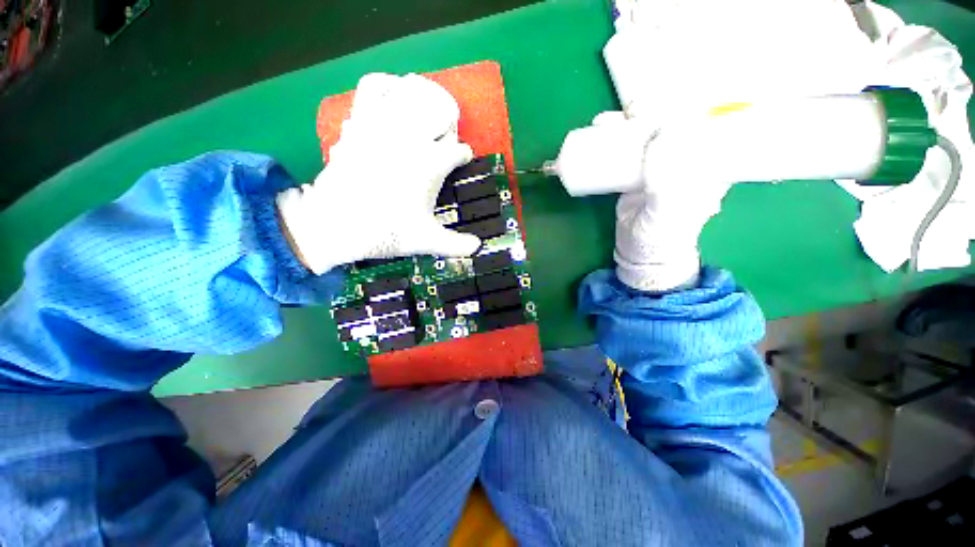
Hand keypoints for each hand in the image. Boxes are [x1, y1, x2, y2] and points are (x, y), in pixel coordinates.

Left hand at [277, 74, 480, 274]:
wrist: (336, 224)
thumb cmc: (387, 231)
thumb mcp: (427, 241)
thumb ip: (456, 245)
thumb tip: (477, 247)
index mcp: (431, 163)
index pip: (458, 151)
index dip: (463, 157)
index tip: (462, 161)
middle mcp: (410, 137)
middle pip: (439, 115)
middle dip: (447, 127)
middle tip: (444, 141)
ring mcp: (382, 125)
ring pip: (408, 93)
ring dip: (420, 99)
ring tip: (422, 112)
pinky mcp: (358, 123)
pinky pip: (373, 89)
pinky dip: (385, 85)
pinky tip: (391, 96)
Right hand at [596, 111, 731, 291]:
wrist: (640, 251)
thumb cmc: (661, 235)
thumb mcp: (668, 211)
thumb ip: (668, 180)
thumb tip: (662, 134)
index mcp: (706, 164)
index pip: (705, 123)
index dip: (687, 106)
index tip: (663, 104)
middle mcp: (684, 158)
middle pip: (670, 123)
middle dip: (651, 110)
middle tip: (629, 111)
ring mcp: (657, 164)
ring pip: (645, 134)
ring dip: (626, 123)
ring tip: (606, 122)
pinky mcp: (636, 172)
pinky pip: (626, 149)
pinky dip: (613, 139)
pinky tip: (601, 132)